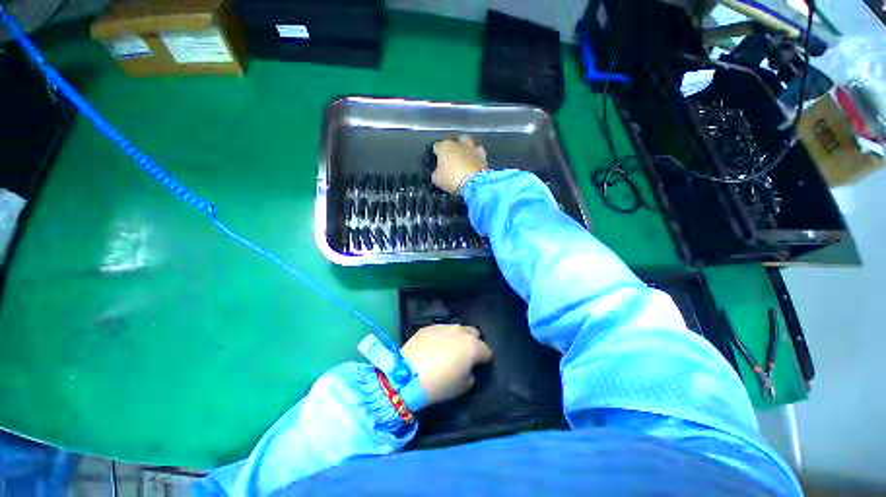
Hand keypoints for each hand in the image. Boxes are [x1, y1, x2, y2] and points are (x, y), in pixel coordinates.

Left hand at [401, 324, 492, 405]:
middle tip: (465, 355)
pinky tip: (433, 347)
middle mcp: (460, 332)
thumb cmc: (441, 383)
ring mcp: (443, 327)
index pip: (486, 350)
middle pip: (473, 333)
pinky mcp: (428, 327)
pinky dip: (441, 337)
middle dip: (472, 342)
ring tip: (448, 350)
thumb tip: (468, 369)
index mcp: (473, 346)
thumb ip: (470, 374)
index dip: (485, 359)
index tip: (480, 365)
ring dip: (457, 338)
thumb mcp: (463, 386)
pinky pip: (440, 330)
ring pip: (457, 329)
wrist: (409, 374)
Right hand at [431, 135, 487, 193]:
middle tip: (452, 157)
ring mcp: (472, 148)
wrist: (473, 183)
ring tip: (465, 157)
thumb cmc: (451, 179)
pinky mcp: (483, 156)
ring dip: (466, 148)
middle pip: (455, 141)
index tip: (437, 160)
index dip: (437, 153)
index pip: (437, 146)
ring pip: (469, 143)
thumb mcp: (436, 179)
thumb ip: (437, 172)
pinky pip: (478, 153)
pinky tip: (474, 163)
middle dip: (454, 146)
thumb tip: (439, 171)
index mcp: (444, 147)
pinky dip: (476, 157)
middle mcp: (458, 144)